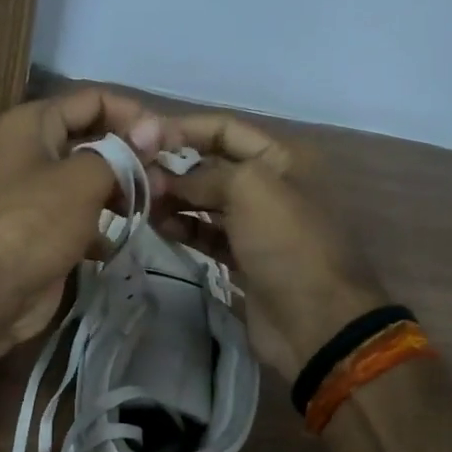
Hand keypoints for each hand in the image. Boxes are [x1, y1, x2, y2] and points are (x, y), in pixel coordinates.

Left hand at [0, 88, 166, 350]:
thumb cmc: (34, 224)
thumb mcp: (82, 179)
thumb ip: (122, 152)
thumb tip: (155, 128)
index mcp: (32, 124)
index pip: (93, 100)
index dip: (133, 115)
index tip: (168, 140)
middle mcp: (31, 151)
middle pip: (93, 139)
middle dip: (131, 155)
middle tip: (166, 177)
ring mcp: (35, 194)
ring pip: (89, 180)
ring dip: (121, 191)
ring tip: (152, 206)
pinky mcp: (42, 231)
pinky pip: (81, 217)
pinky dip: (101, 226)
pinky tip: (120, 240)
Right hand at [155, 112, 386, 381]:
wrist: (316, 322)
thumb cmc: (288, 244)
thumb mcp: (250, 190)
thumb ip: (202, 175)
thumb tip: (162, 178)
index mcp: (282, 159)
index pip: (225, 129)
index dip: (184, 129)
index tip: (142, 139)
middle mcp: (270, 186)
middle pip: (213, 166)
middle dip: (175, 168)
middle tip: (135, 179)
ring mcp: (257, 226)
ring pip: (206, 202)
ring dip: (175, 199)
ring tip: (142, 204)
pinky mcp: (244, 259)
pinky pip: (207, 234)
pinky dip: (184, 228)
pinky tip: (159, 227)